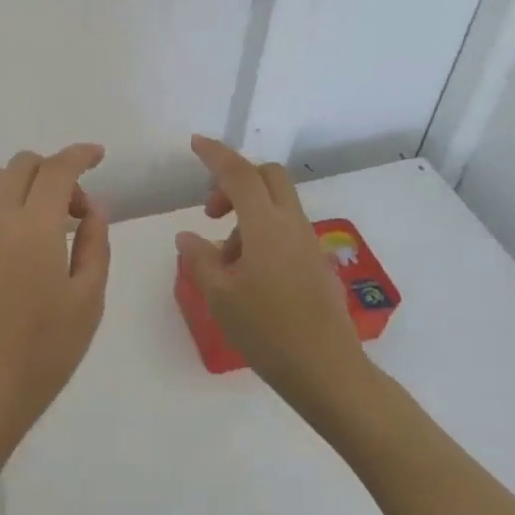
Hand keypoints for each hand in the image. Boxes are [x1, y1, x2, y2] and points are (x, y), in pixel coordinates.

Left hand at [0, 144, 110, 455]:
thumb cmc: (47, 348)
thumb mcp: (89, 298)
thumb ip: (95, 243)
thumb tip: (93, 207)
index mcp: (34, 228)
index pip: (55, 171)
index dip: (79, 155)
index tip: (99, 155)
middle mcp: (0, 221)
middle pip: (22, 165)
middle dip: (55, 169)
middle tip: (81, 209)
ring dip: (30, 182)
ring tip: (58, 221)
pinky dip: (14, 199)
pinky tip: (37, 237)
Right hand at [175, 135, 367, 417]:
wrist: (327, 371)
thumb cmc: (267, 331)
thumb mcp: (220, 296)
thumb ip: (200, 259)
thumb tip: (187, 236)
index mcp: (266, 226)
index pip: (240, 174)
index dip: (216, 155)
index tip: (195, 143)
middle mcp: (292, 225)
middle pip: (268, 178)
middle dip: (236, 180)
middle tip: (211, 212)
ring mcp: (309, 244)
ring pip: (276, 205)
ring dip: (247, 214)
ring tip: (224, 260)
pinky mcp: (316, 263)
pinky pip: (285, 230)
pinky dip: (261, 234)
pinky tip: (246, 275)